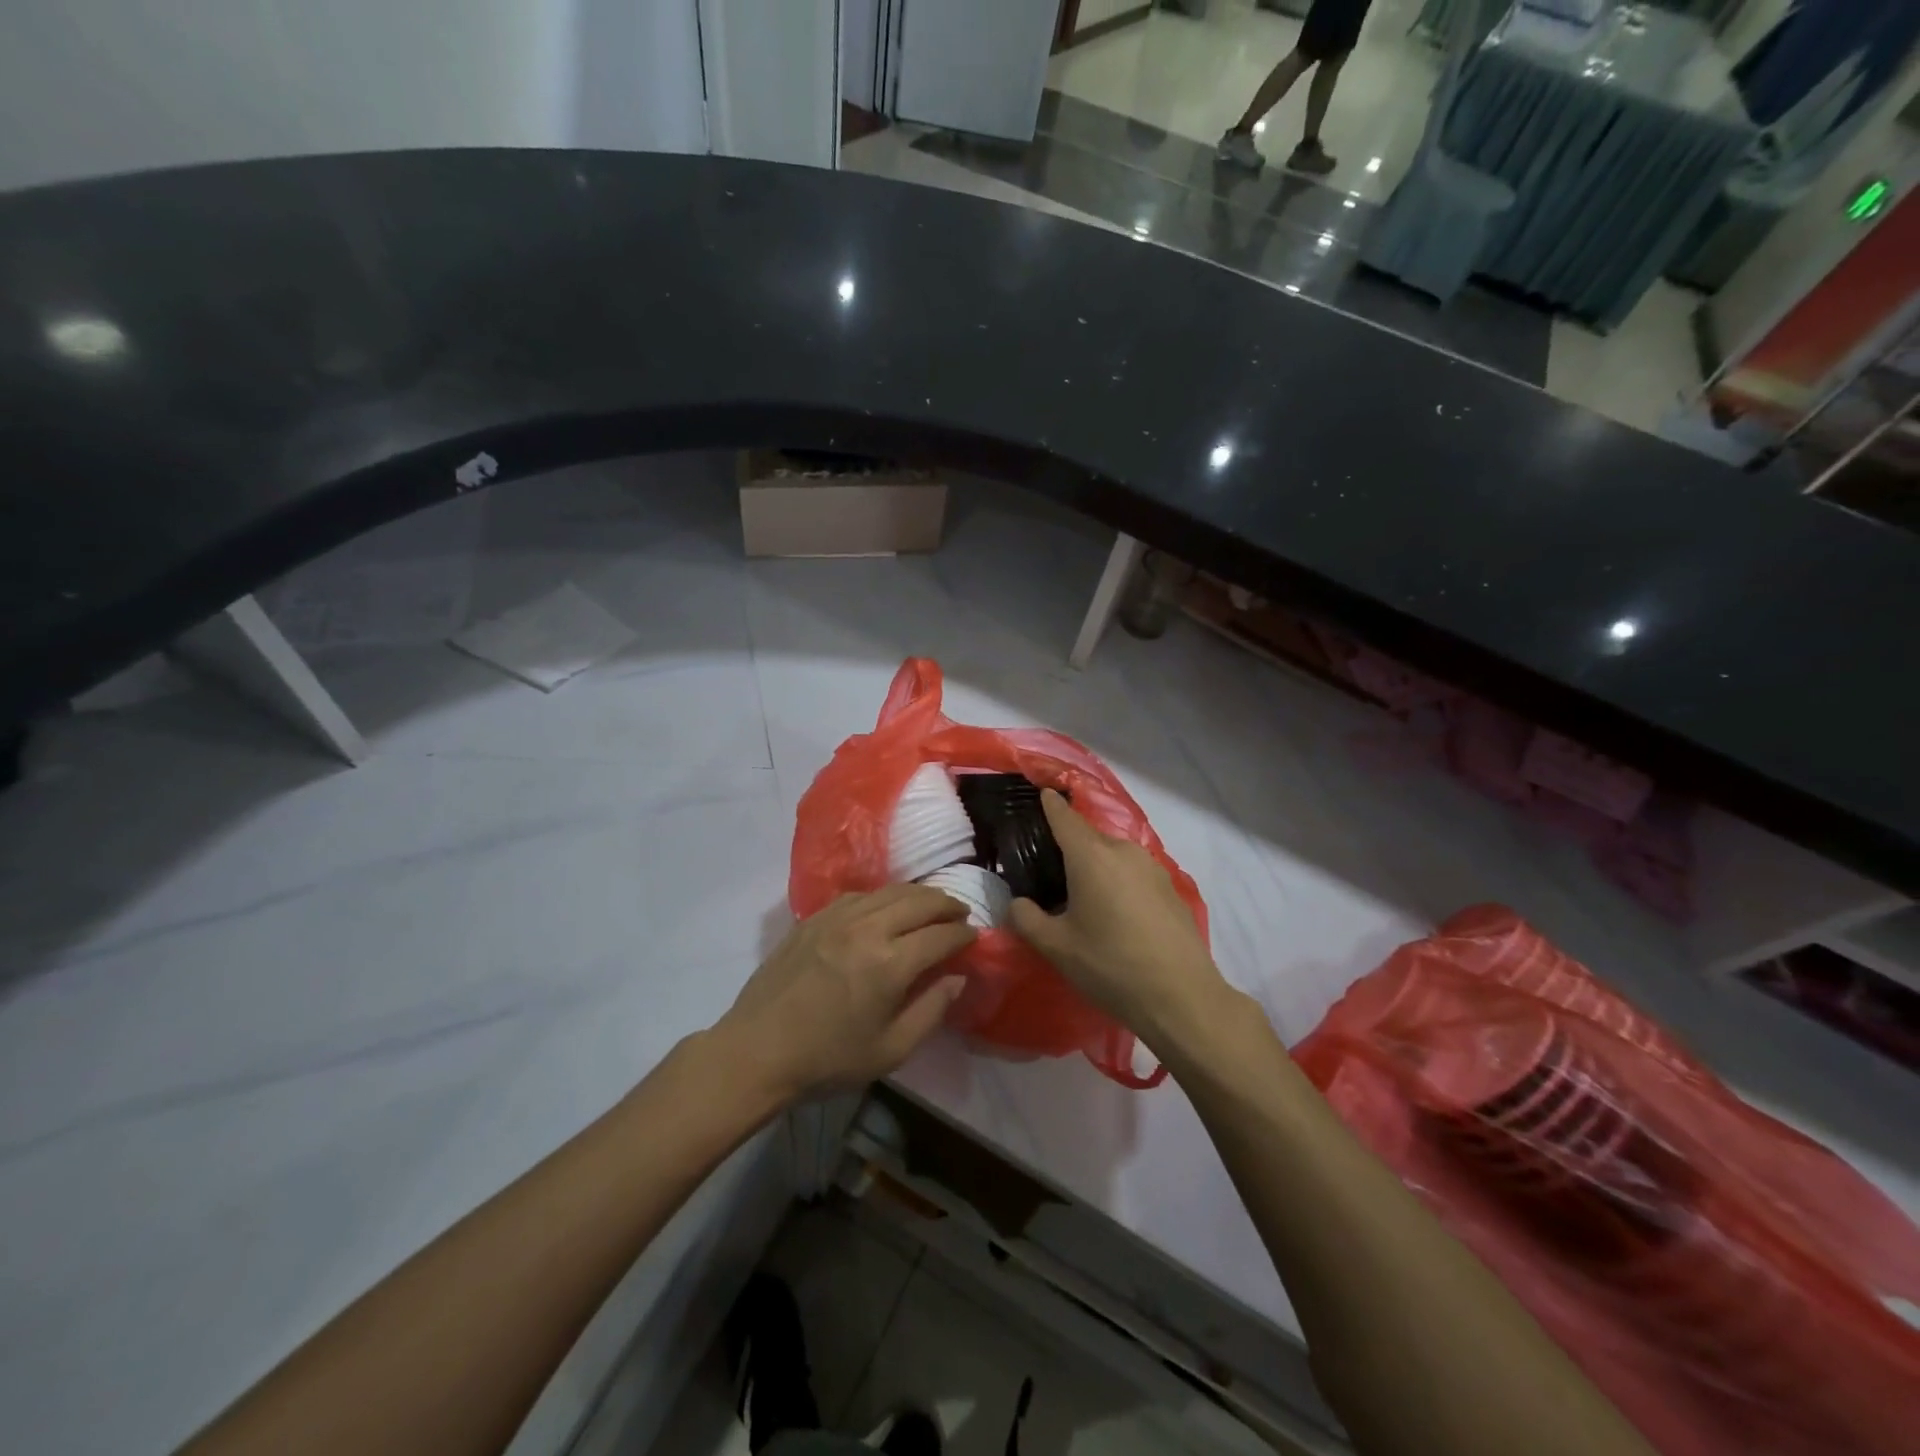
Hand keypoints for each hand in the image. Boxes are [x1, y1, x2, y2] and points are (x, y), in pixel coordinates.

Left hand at [717, 884, 975, 1103]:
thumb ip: (931, 1010)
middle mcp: (867, 929)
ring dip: (917, 895)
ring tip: (931, 905)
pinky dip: (883, 896)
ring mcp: (837, 917)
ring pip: (889, 891)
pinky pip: (859, 895)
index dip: (963, 934)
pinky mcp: (814, 918)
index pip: (940, 935)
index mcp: (890, 964)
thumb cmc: (828, 1060)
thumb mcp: (891, 1050)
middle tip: (960, 913)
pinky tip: (886, 907)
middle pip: (919, 900)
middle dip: (946, 904)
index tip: (974, 937)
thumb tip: (958, 978)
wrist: (758, 1051)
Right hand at [1009, 791, 1228, 1048]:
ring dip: (1096, 866)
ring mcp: (1152, 868)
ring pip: (1113, 856)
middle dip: (1069, 846)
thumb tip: (1017, 903)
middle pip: (1088, 837)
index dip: (1049, 804)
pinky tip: (1115, 913)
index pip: (1064, 817)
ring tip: (1082, 895)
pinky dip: (1118, 882)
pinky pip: (1133, 874)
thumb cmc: (1111, 966)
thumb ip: (1027, 919)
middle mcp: (1123, 851)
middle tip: (1049, 870)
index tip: (1040, 793)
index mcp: (1091, 856)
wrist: (1182, 997)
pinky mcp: (1170, 888)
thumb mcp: (1056, 947)